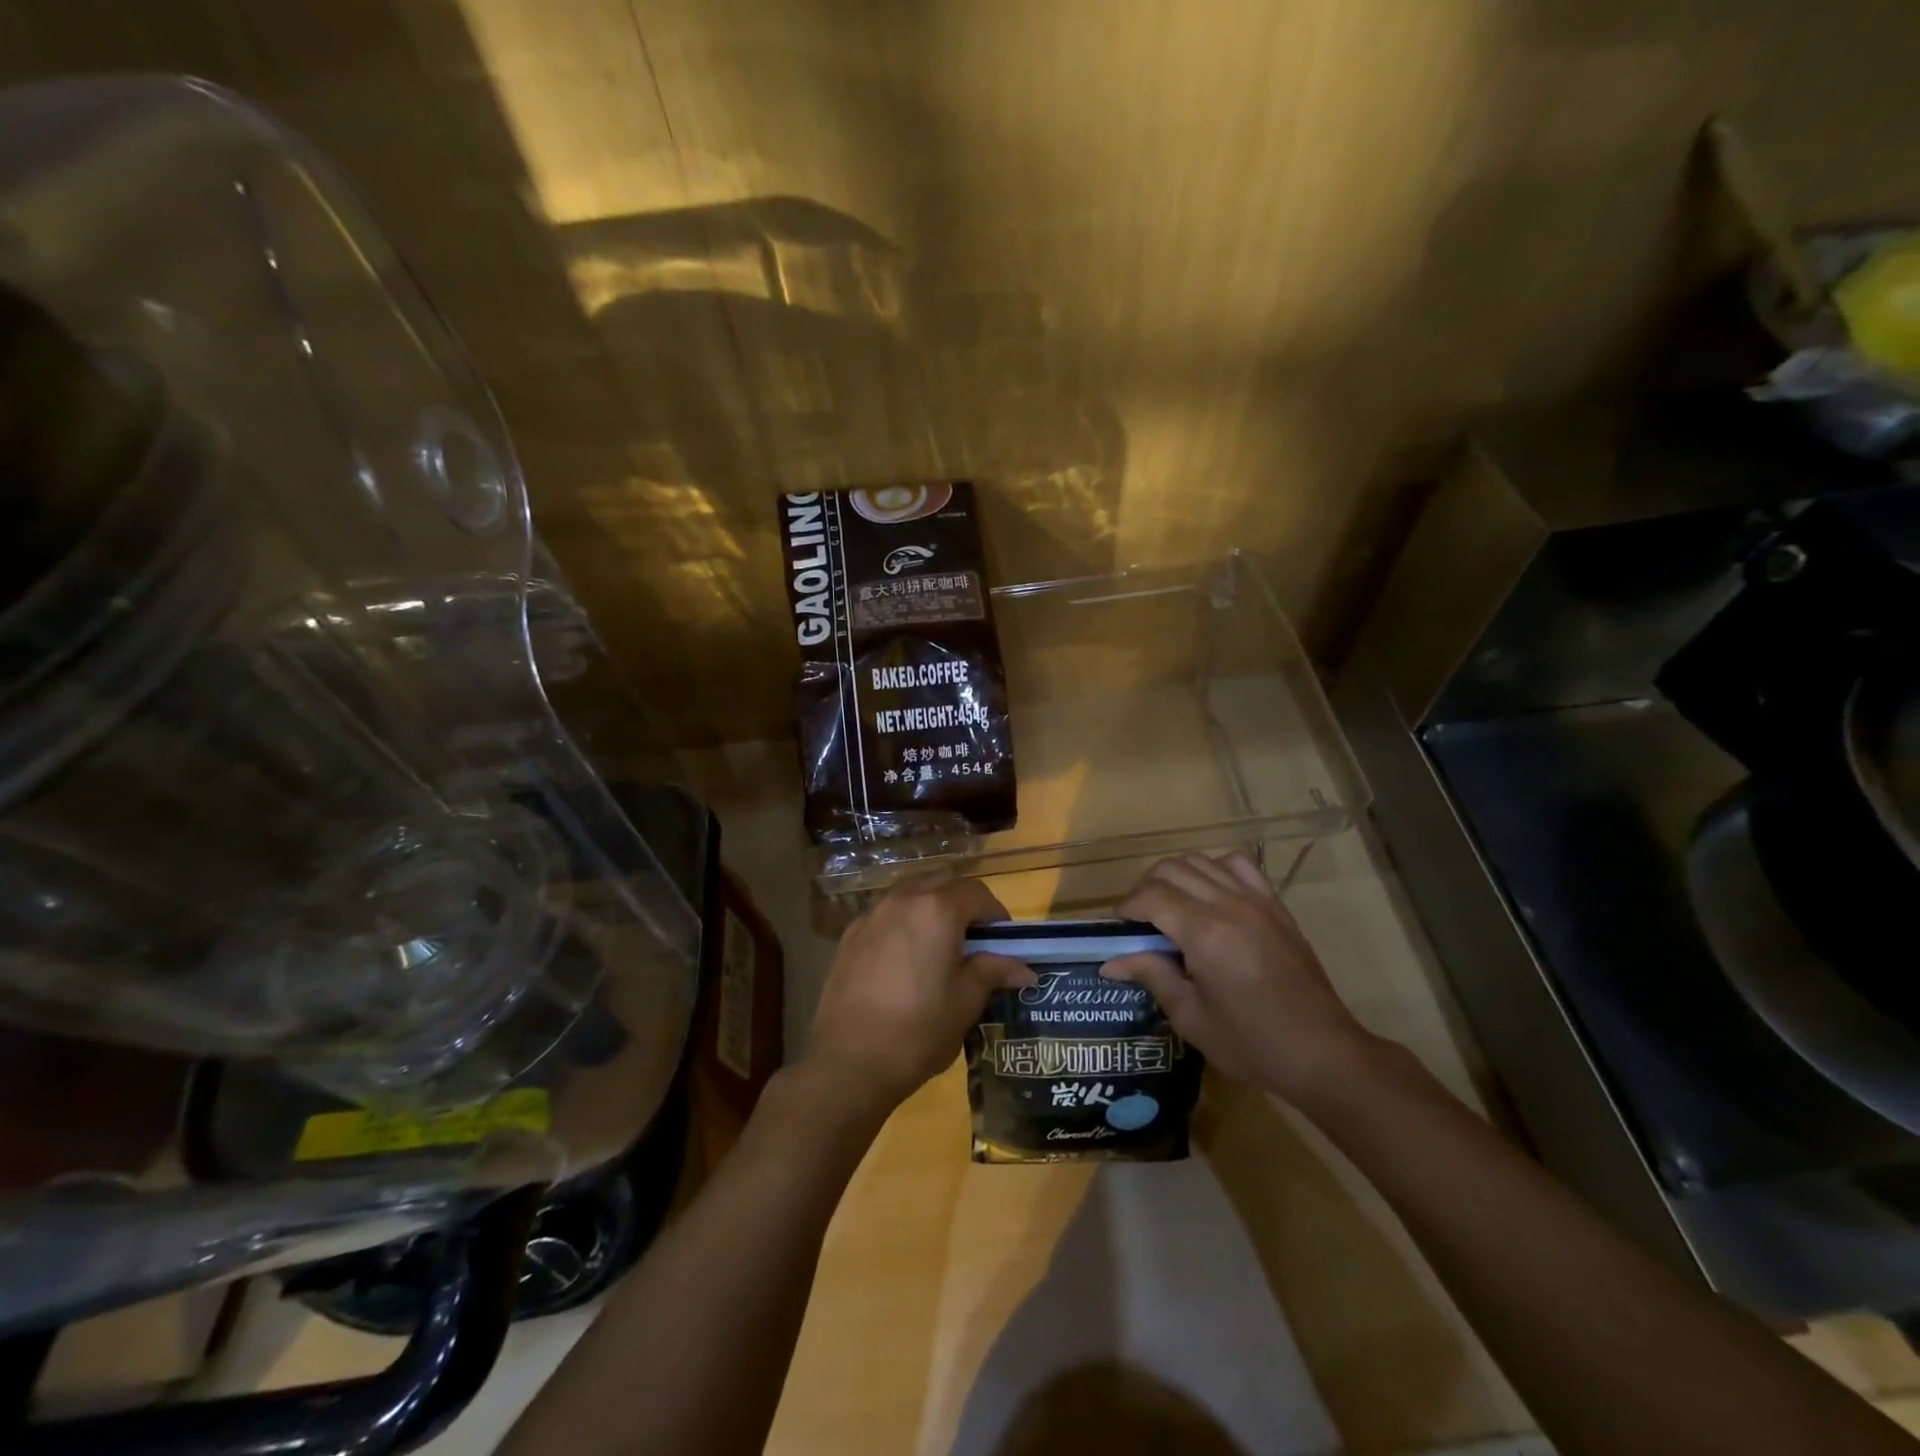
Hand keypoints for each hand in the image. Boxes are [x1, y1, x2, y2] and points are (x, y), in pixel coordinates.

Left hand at [801, 876, 1034, 1112]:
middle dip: (963, 904)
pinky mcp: (850, 935)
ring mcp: (871, 915)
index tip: (1004, 942)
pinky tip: (905, 961)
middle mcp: (903, 899)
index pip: (977, 893)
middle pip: (942, 883)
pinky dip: (904, 923)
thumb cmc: (918, 1030)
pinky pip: (886, 914)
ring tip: (940, 947)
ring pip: (911, 893)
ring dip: (931, 908)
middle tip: (975, 941)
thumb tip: (1024, 968)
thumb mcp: (966, 1002)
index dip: (996, 914)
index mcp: (937, 909)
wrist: (848, 1062)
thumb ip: (993, 972)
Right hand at [1103, 852, 1375, 1103]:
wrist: (1323, 1053)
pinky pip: (1237, 864)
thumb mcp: (1192, 1018)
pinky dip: (1213, 870)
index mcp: (1206, 934)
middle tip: (1140, 924)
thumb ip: (1152, 976)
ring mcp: (1256, 899)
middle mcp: (1229, 904)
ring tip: (1169, 909)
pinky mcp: (1275, 904)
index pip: (1151, 895)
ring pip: (1200, 861)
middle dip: (1145, 890)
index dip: (1127, 908)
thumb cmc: (1252, 1044)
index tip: (1118, 931)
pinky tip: (1209, 896)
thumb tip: (1111, 961)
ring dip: (1175, 878)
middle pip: (1171, 869)